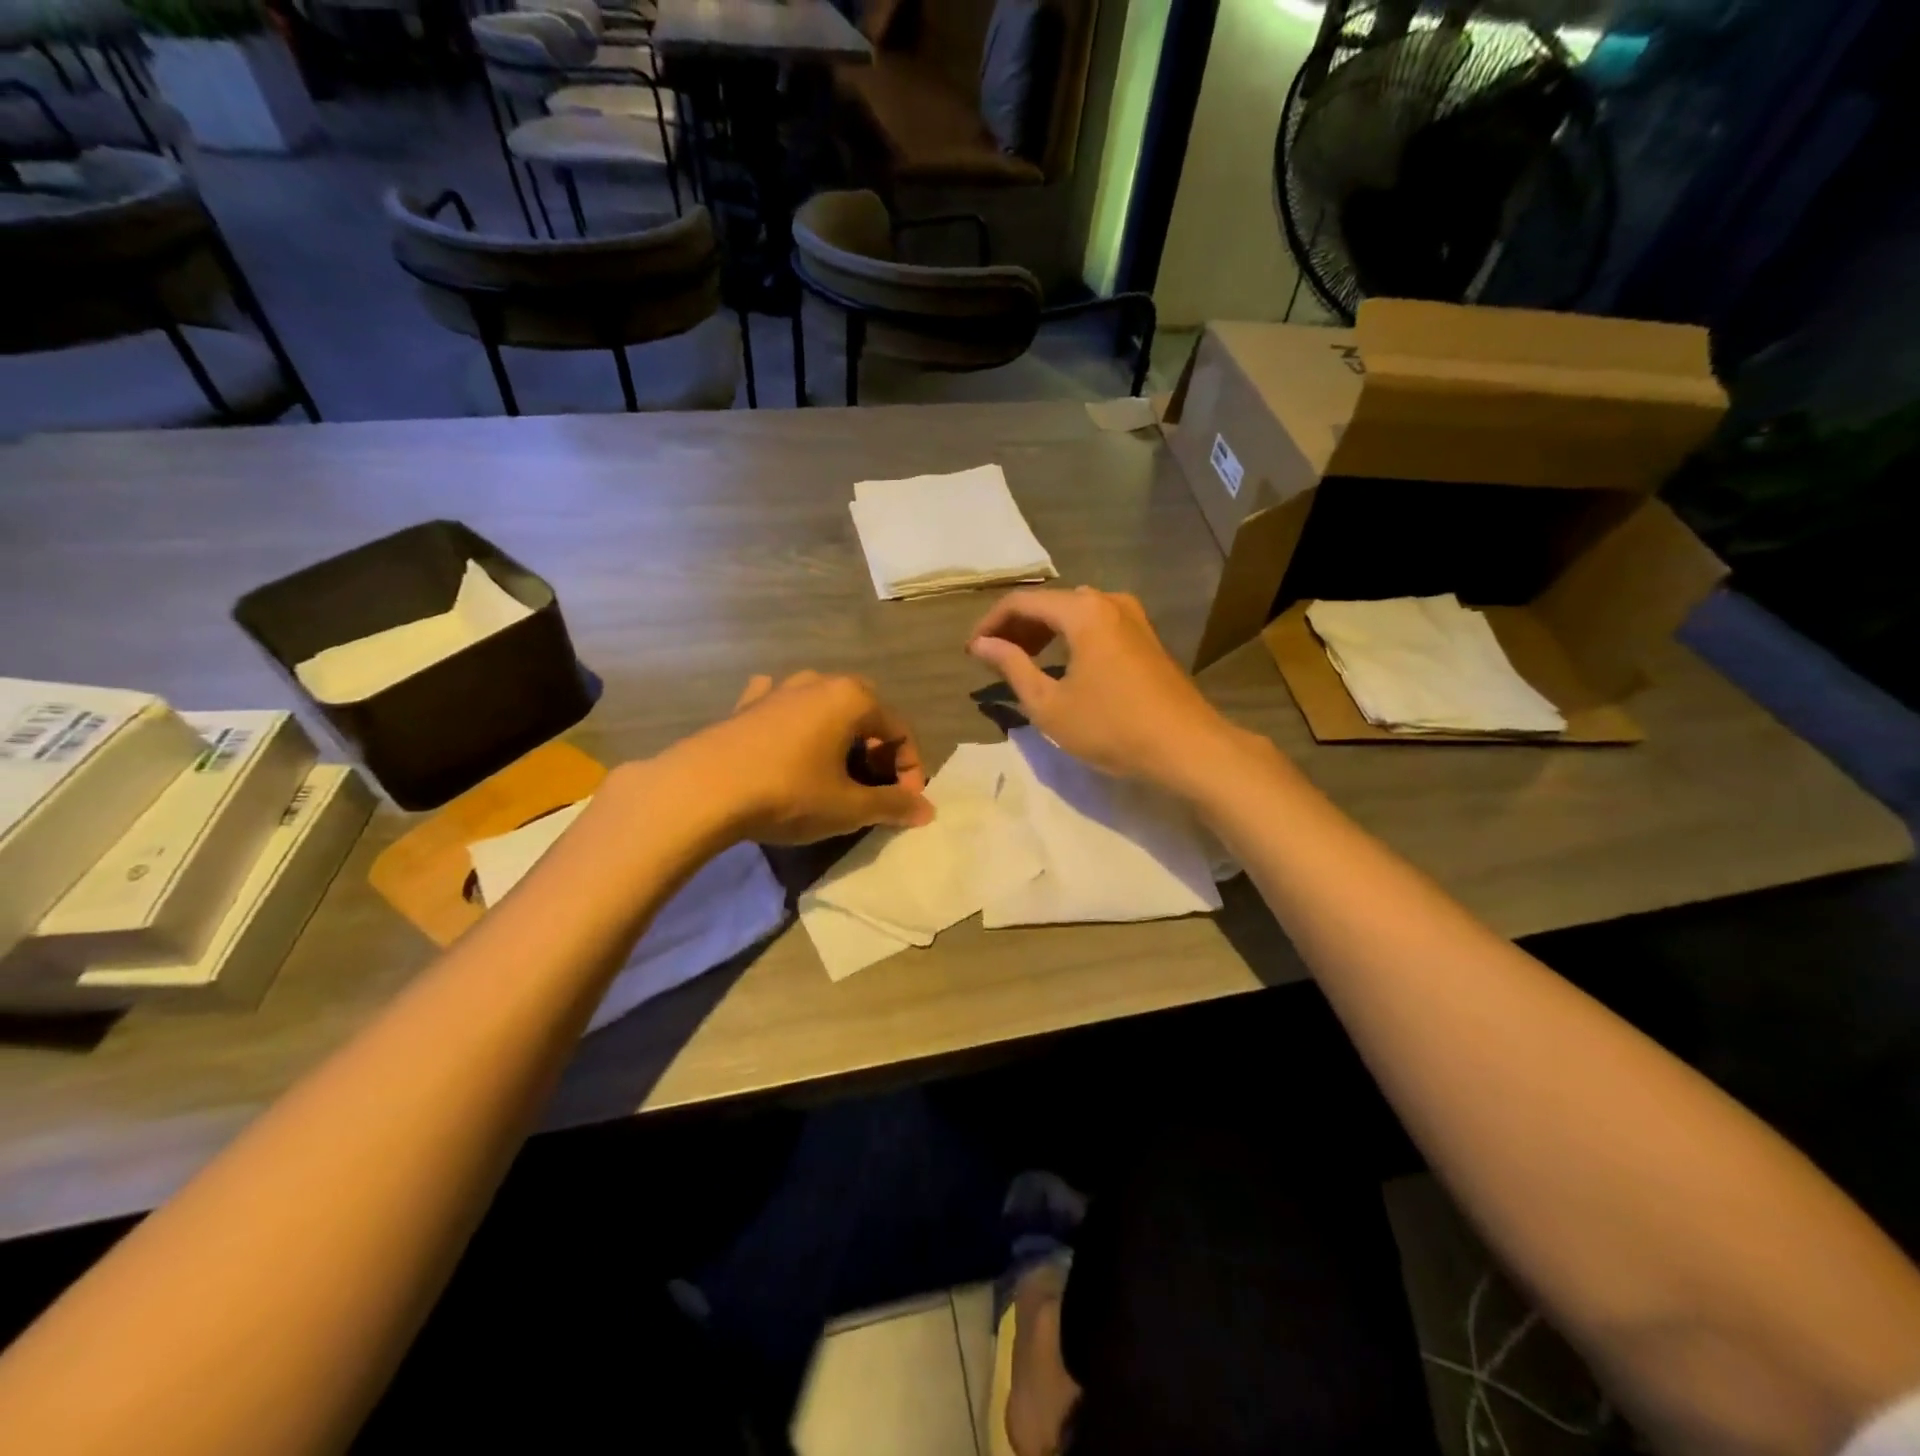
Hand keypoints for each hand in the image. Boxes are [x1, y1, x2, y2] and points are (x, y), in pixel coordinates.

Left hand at [670, 671, 933, 844]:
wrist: (703, 790)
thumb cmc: (788, 793)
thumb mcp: (848, 807)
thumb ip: (892, 805)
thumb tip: (926, 809)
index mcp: (853, 699)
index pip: (900, 731)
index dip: (909, 770)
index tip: (902, 804)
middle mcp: (820, 682)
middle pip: (865, 713)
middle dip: (876, 750)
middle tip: (871, 786)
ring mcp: (779, 689)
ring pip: (824, 705)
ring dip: (838, 734)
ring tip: (833, 769)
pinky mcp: (746, 704)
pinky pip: (781, 704)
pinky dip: (792, 719)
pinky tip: (785, 736)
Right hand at [966, 587, 1239, 789]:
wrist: (1186, 747)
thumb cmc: (1111, 727)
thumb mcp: (1049, 704)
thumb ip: (1012, 666)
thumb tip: (982, 644)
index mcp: (1082, 611)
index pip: (1021, 602)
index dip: (990, 624)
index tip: (971, 652)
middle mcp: (1108, 600)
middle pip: (1049, 603)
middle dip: (1016, 627)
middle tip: (993, 659)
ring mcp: (1132, 616)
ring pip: (1074, 613)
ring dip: (1043, 632)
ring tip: (1022, 662)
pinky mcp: (1146, 636)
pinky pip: (1096, 624)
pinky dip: (1070, 638)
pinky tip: (1062, 665)